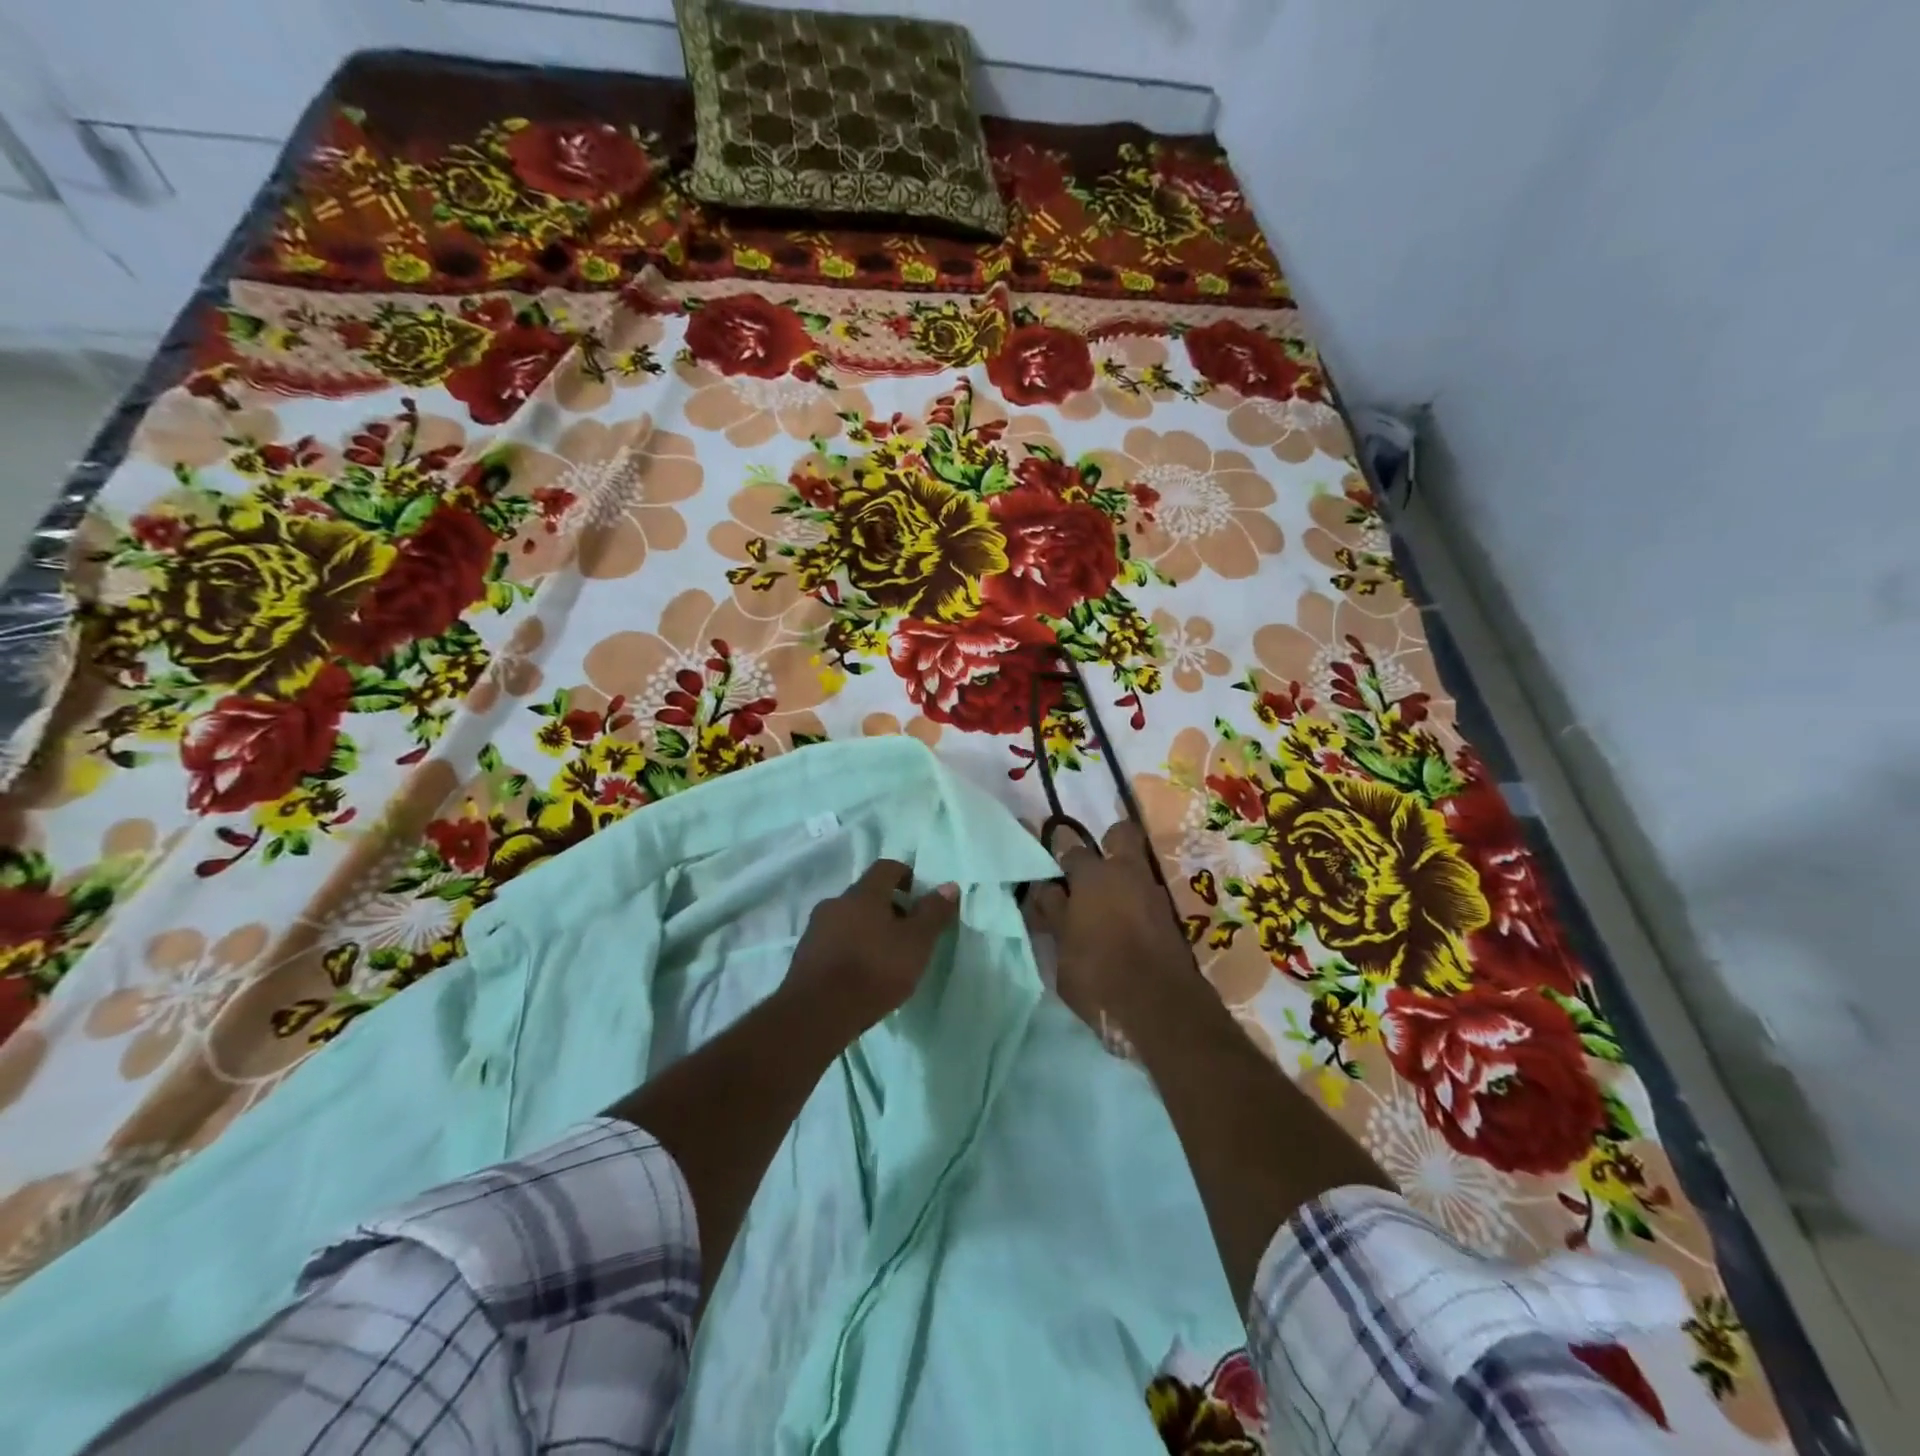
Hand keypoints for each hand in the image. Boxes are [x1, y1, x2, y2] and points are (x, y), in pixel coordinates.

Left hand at [784, 859, 959, 1032]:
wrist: (817, 1013)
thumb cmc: (874, 970)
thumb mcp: (916, 943)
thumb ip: (933, 913)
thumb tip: (949, 885)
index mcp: (863, 893)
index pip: (886, 868)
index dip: (905, 875)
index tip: (919, 895)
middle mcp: (835, 903)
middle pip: (866, 895)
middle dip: (888, 908)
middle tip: (908, 932)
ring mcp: (815, 930)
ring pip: (848, 919)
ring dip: (867, 930)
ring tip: (885, 958)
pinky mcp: (805, 957)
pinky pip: (834, 942)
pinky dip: (850, 949)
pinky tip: (862, 975)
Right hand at [1028, 821, 1195, 1037]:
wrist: (1161, 1007)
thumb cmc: (1098, 973)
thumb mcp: (1061, 946)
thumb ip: (1052, 912)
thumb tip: (1044, 888)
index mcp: (1094, 875)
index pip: (1071, 849)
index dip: (1060, 857)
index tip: (1053, 870)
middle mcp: (1127, 872)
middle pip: (1121, 835)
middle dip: (1107, 843)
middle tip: (1090, 871)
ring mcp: (1154, 892)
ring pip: (1137, 867)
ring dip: (1122, 878)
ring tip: (1104, 907)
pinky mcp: (1170, 916)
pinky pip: (1147, 895)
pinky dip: (1135, 903)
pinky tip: (1123, 926)